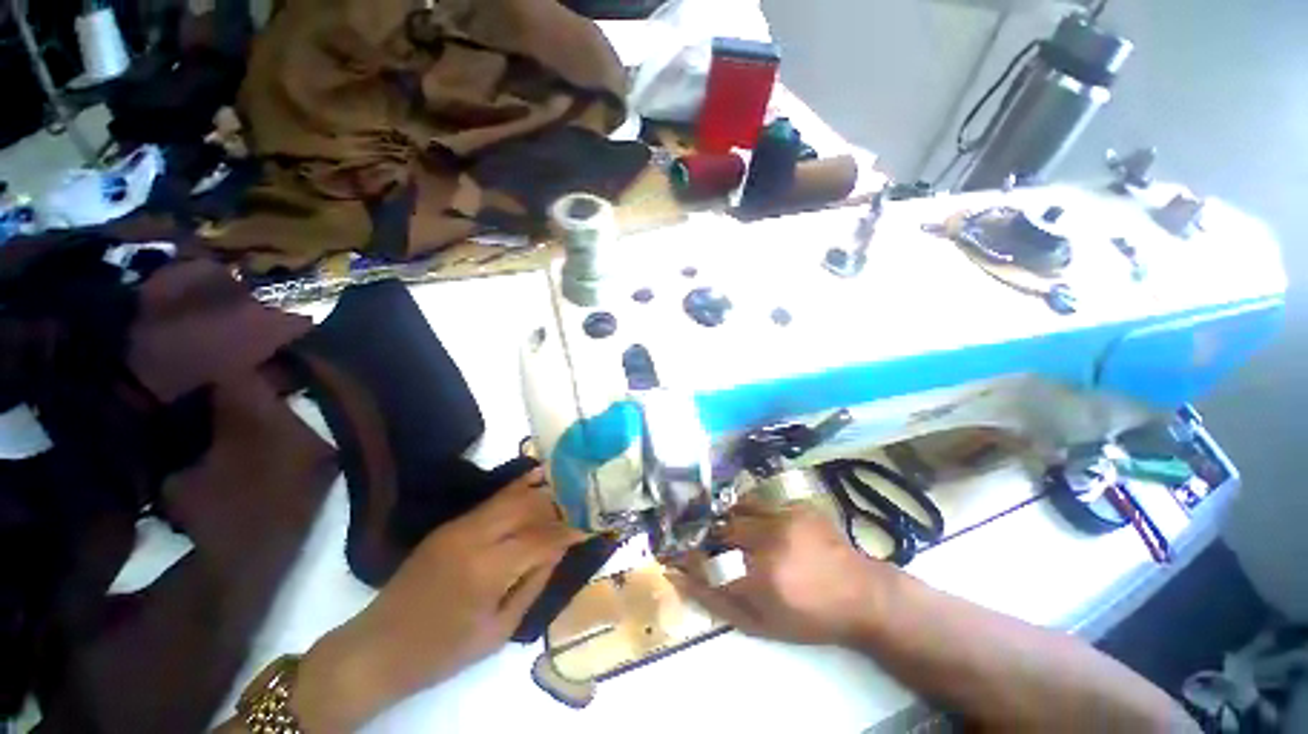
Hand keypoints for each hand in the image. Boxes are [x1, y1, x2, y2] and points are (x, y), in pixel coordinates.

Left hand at [292, 468, 582, 731]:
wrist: (377, 647)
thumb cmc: (442, 651)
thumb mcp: (498, 631)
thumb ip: (534, 584)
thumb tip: (559, 550)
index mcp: (487, 569)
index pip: (542, 538)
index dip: (569, 532)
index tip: (590, 529)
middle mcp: (474, 537)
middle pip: (528, 506)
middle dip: (557, 507)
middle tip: (578, 512)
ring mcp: (459, 526)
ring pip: (511, 496)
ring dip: (540, 495)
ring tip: (563, 496)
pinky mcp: (450, 525)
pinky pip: (492, 500)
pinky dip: (517, 490)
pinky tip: (535, 480)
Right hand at [670, 498, 897, 646]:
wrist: (861, 594)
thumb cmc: (810, 618)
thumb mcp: (761, 625)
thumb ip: (717, 602)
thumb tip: (679, 578)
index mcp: (762, 578)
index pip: (708, 560)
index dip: (690, 557)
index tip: (678, 555)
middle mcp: (772, 540)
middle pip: (722, 529)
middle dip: (711, 537)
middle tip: (714, 546)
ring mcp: (786, 517)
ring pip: (739, 509)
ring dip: (730, 521)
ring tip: (737, 533)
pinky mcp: (797, 504)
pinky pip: (760, 501)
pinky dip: (750, 511)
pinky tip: (759, 524)